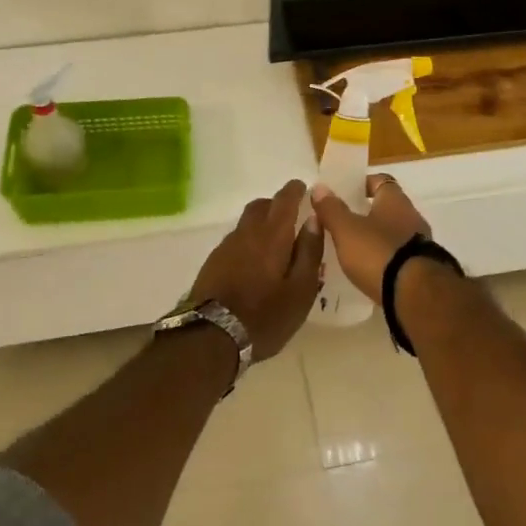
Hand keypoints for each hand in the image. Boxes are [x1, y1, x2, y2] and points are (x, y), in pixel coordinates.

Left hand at [187, 181, 323, 360]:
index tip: (303, 188)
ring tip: (274, 244)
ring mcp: (226, 247)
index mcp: (272, 235)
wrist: (210, 337)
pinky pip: (235, 240)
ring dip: (261, 224)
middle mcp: (246, 233)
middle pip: (261, 206)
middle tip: (291, 216)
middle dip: (276, 205)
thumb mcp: (301, 290)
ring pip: (246, 223)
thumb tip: (314, 220)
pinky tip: (254, 263)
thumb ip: (310, 252)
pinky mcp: (213, 262)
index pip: (284, 200)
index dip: (295, 191)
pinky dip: (248, 241)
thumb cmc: (265, 316)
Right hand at [309, 174, 432, 301]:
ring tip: (352, 250)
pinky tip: (370, 270)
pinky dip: (385, 259)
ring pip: (393, 233)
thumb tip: (319, 187)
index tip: (345, 193)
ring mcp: (420, 243)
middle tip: (343, 223)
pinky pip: (399, 256)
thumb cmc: (378, 253)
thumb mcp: (346, 230)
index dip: (363, 184)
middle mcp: (412, 217)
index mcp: (395, 200)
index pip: (381, 181)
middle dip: (366, 214)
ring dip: (376, 238)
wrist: (416, 295)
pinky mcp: (422, 268)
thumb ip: (332, 209)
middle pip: (388, 208)